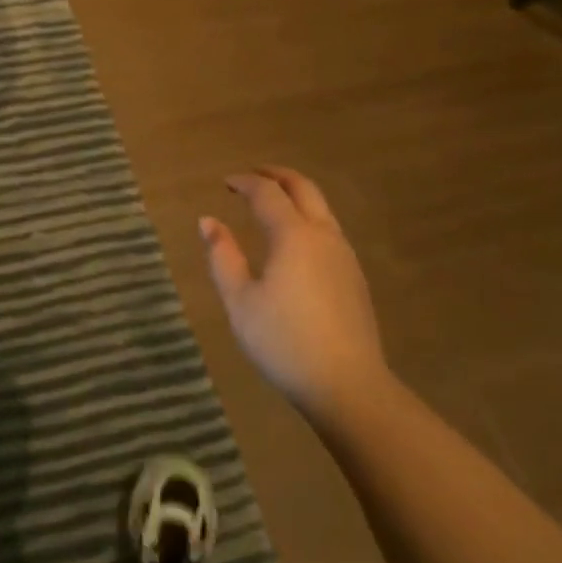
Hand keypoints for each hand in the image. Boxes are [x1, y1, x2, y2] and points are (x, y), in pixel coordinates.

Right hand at [199, 167, 388, 425]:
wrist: (348, 387)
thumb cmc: (284, 342)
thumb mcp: (240, 301)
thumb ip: (222, 256)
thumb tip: (208, 221)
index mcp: (293, 235)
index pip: (267, 193)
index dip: (245, 182)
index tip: (226, 183)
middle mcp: (323, 236)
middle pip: (303, 189)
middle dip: (277, 176)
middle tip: (253, 175)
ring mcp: (344, 256)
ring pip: (321, 209)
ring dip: (296, 196)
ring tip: (272, 204)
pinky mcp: (354, 278)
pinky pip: (329, 230)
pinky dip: (308, 218)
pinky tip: (294, 241)